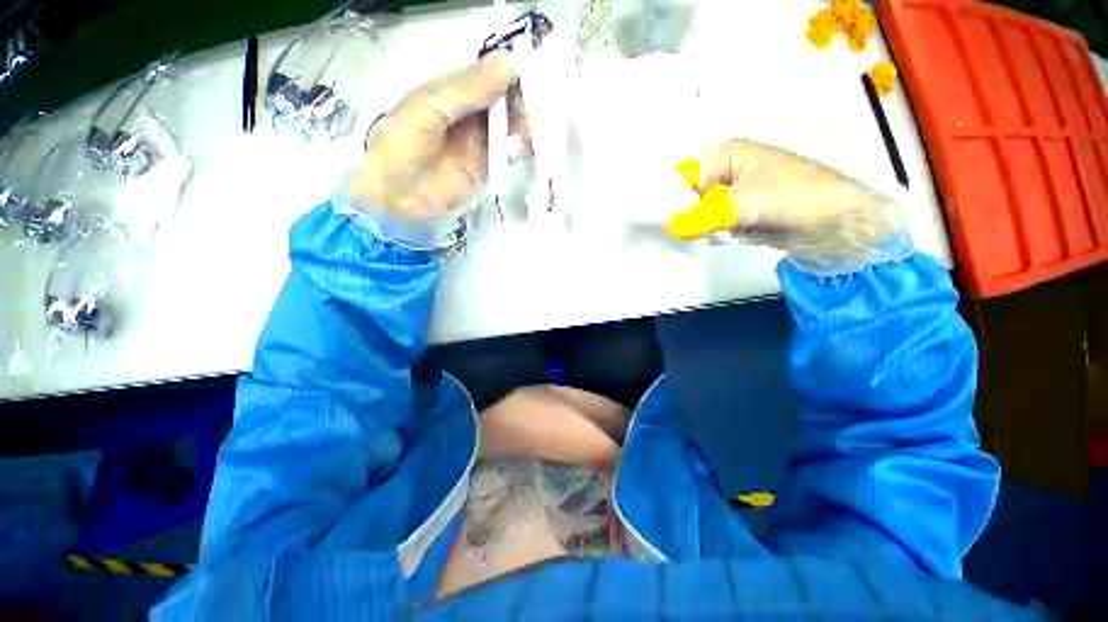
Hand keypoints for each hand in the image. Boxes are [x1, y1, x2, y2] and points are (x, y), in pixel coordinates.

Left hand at [348, 52, 529, 218]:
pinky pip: (509, 153)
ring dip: (525, 126)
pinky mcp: (487, 166)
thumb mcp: (429, 109)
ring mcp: (480, 141)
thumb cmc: (403, 147)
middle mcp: (470, 112)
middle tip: (540, 112)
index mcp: (452, 90)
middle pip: (504, 100)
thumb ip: (467, 90)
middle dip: (523, 103)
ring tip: (535, 133)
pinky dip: (521, 150)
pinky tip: (530, 149)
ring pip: (510, 126)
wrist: (399, 197)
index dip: (511, 74)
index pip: (488, 74)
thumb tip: (509, 64)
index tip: (534, 79)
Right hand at [673, 139, 907, 270]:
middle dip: (679, 213)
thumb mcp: (744, 205)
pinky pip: (710, 224)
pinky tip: (709, 239)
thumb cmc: (794, 197)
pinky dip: (707, 233)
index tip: (653, 217)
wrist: (838, 223)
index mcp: (725, 155)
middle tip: (669, 230)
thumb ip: (702, 217)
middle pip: (686, 194)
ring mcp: (731, 195)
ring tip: (694, 234)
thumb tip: (669, 227)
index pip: (681, 173)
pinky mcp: (737, 215)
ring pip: (696, 211)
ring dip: (694, 225)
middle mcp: (724, 172)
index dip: (666, 194)